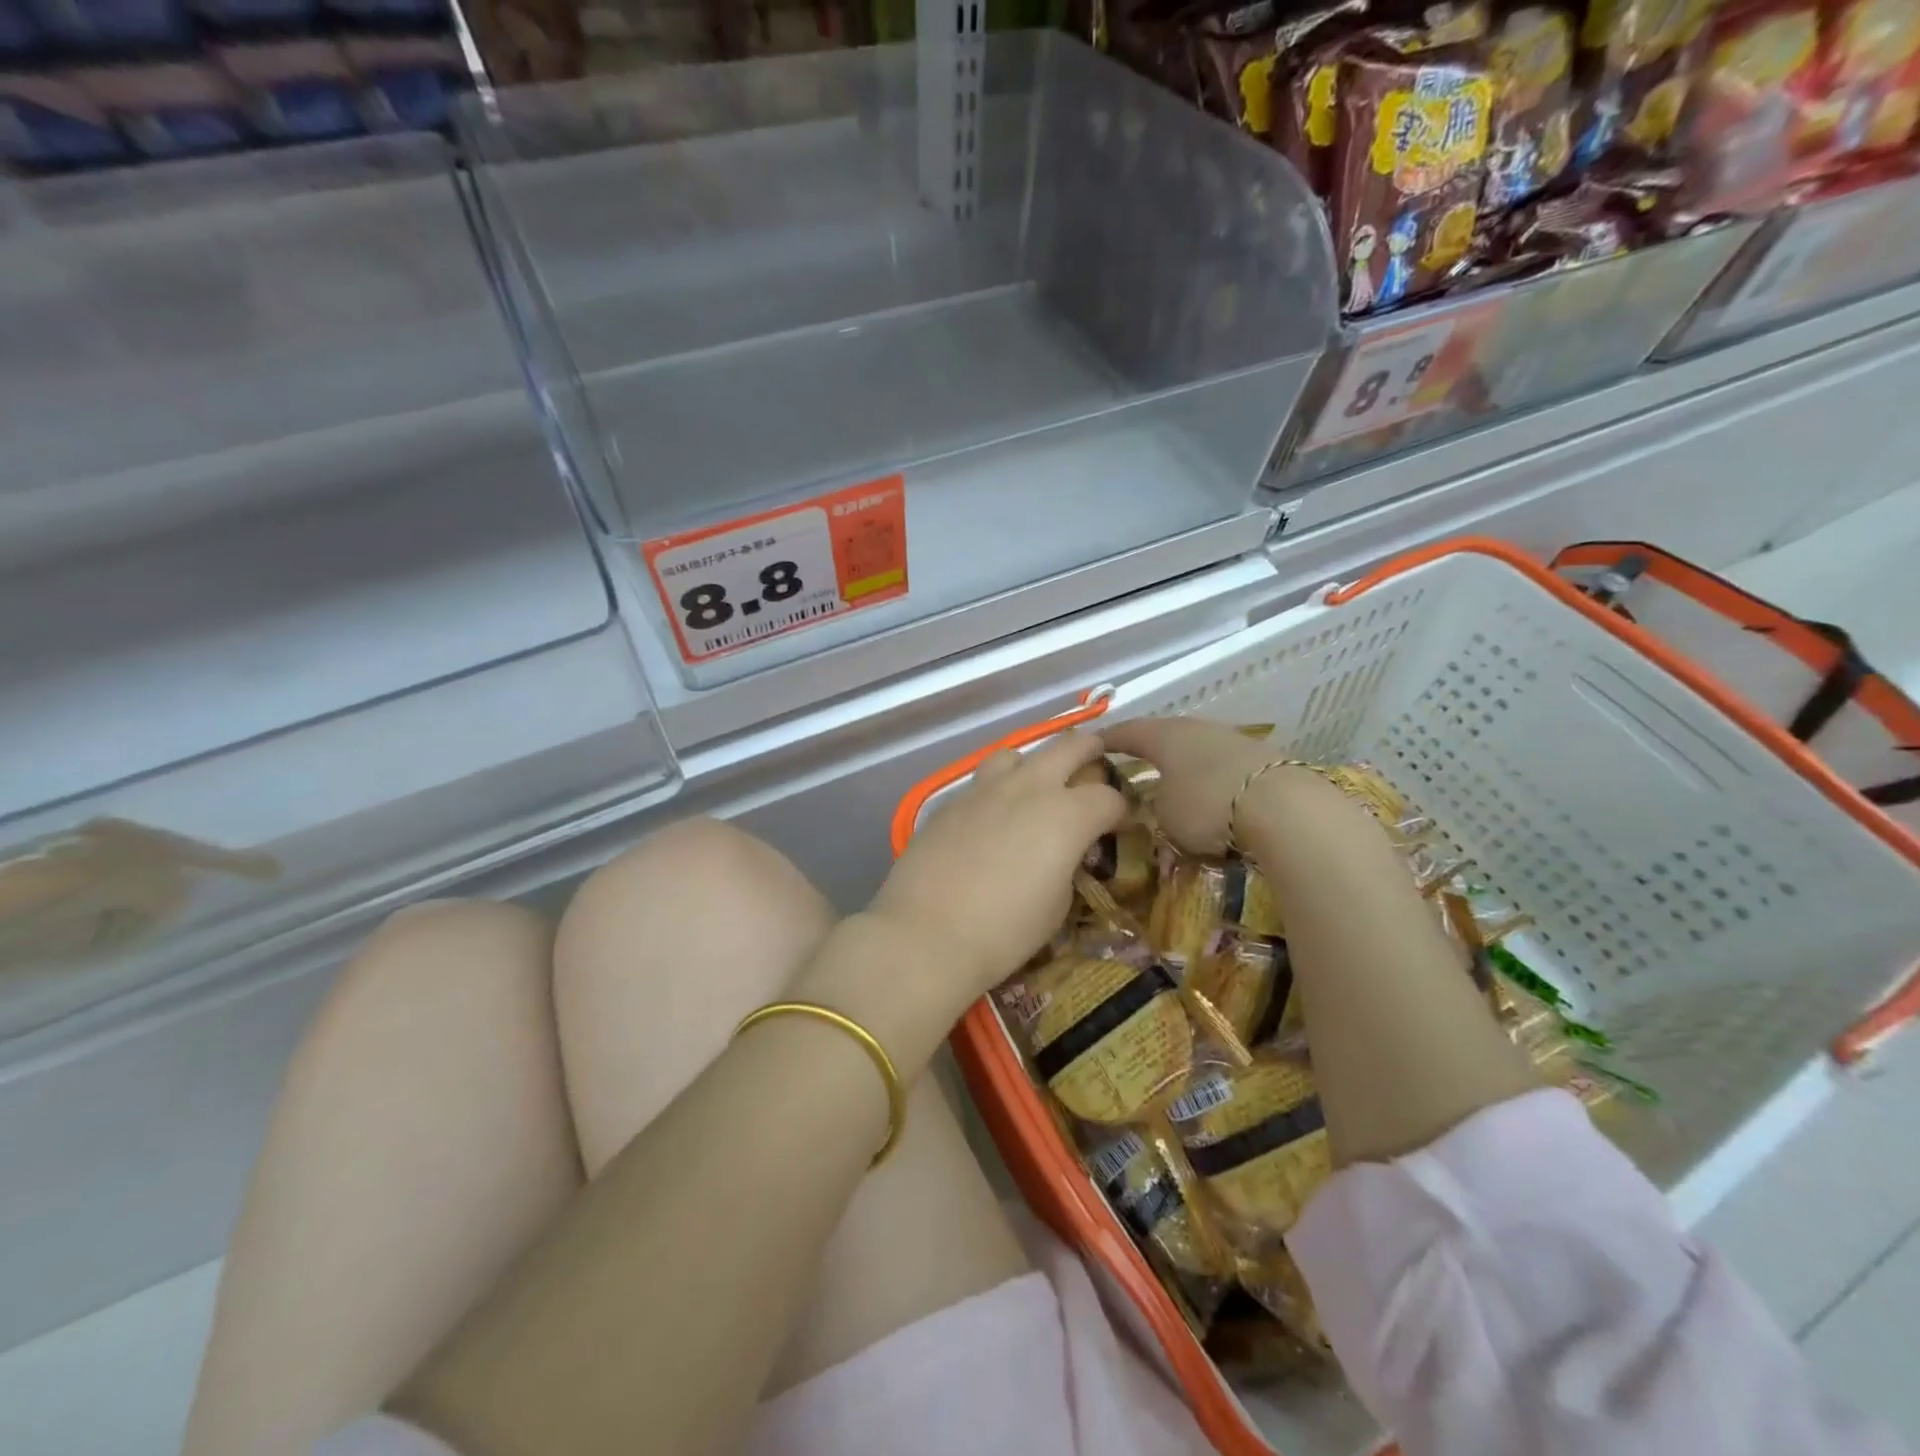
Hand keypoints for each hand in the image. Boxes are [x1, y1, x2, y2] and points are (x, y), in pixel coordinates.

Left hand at [874, 732, 1125, 995]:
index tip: (1119, 824)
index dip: (1120, 809)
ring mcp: (984, 790)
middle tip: (1096, 759)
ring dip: (1034, 763)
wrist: (927, 934)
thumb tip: (1065, 851)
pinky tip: (991, 817)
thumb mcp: (1057, 904)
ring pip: (1017, 754)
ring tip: (1035, 785)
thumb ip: (1068, 865)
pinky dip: (997, 790)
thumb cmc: (1004, 931)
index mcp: (1067, 815)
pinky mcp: (951, 802)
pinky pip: (981, 782)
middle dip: (1089, 750)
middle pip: (1068, 747)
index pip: (1108, 797)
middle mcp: (1028, 788)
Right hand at [1101, 717, 1278, 854]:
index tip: (1092, 747)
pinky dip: (1211, 780)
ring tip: (1173, 786)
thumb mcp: (1164, 816)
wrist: (1284, 807)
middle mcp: (1196, 728)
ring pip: (1196, 751)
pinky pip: (1223, 767)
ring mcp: (1231, 740)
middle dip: (1148, 752)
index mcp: (1163, 735)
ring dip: (1183, 767)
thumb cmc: (1206, 805)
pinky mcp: (1260, 758)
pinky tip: (1211, 796)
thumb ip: (1152, 807)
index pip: (1126, 732)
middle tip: (1132, 768)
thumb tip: (1156, 805)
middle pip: (1164, 737)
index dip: (1107, 741)